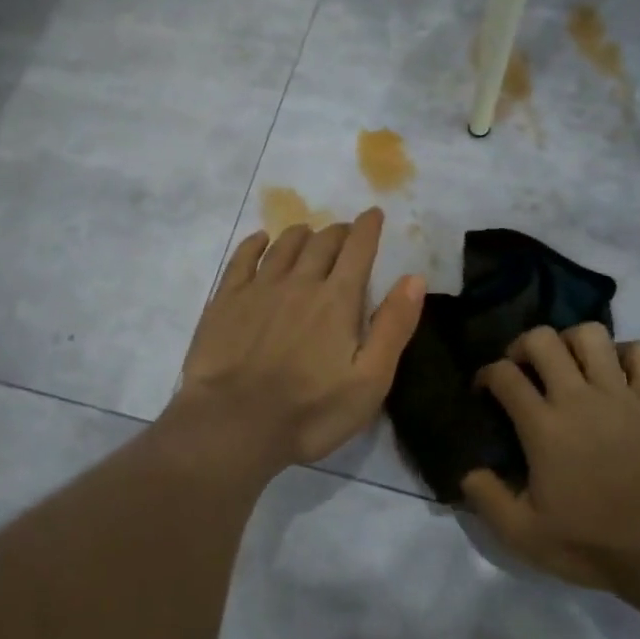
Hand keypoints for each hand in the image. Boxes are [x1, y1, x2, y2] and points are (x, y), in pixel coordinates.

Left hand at [167, 207, 424, 475]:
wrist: (233, 424)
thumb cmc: (310, 412)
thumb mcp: (370, 381)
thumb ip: (393, 327)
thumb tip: (414, 278)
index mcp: (337, 300)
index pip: (358, 250)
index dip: (369, 228)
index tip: (374, 214)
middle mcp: (299, 283)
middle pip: (322, 243)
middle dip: (339, 232)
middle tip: (345, 231)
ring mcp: (258, 289)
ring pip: (283, 246)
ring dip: (301, 234)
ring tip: (308, 232)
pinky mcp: (226, 301)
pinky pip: (242, 259)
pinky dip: (255, 244)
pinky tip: (260, 241)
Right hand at [461, 324, 639, 598]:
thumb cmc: (588, 541)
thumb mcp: (522, 533)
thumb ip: (486, 497)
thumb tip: (465, 469)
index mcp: (543, 427)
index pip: (504, 374)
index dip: (486, 374)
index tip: (484, 390)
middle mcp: (578, 399)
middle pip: (543, 339)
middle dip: (523, 346)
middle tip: (523, 370)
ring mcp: (619, 395)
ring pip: (591, 335)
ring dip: (571, 342)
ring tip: (567, 366)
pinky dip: (624, 353)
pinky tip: (613, 374)